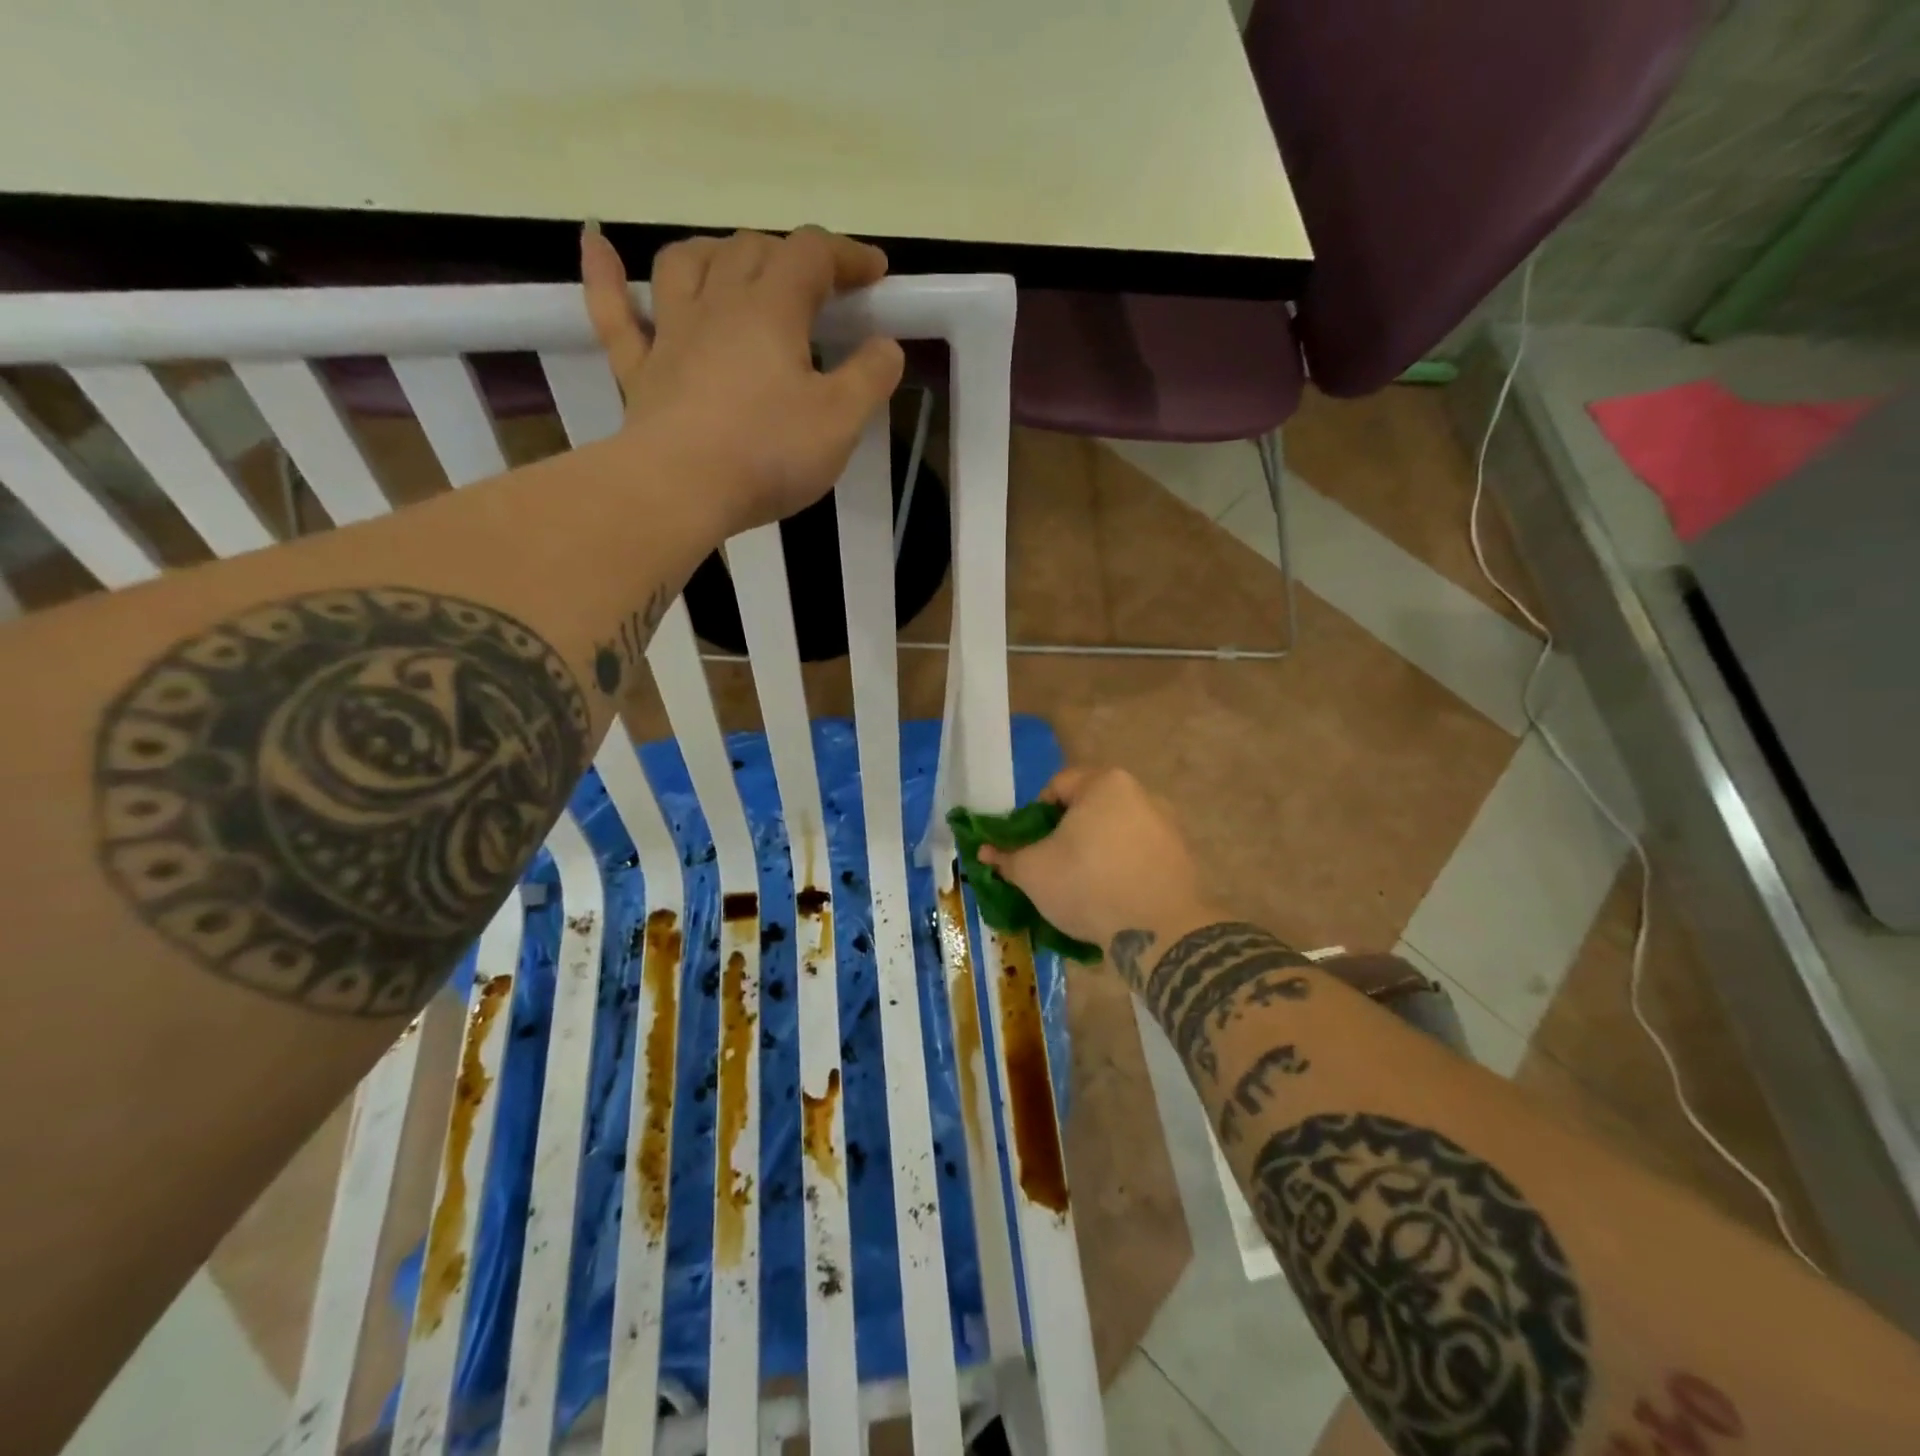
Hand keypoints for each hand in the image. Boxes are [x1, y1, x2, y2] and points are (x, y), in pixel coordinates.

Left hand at [581, 222, 905, 537]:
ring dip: (717, 252)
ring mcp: (671, 334)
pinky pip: (614, 309)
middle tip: (818, 289)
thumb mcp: (841, 421)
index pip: (812, 255)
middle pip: (752, 250)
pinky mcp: (639, 370)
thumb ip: (870, 378)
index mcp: (771, 310)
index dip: (847, 255)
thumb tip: (886, 346)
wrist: (681, 489)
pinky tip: (597, 241)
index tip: (875, 274)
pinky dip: (605, 273)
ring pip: (686, 263)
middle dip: (791, 257)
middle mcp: (718, 304)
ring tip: (737, 264)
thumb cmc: (768, 454)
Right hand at [980, 767, 1218, 960]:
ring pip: (1116, 832)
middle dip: (1068, 834)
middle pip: (1090, 808)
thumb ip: (1007, 857)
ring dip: (1096, 852)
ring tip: (1082, 887)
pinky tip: (1113, 899)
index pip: (1057, 786)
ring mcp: (1167, 825)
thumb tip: (985, 852)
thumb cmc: (1088, 885)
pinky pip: (1140, 855)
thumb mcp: (1034, 871)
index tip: (1031, 846)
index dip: (1035, 815)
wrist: (1161, 931)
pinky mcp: (1183, 857)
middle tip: (1052, 866)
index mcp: (1105, 783)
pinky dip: (1123, 869)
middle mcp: (1142, 793)